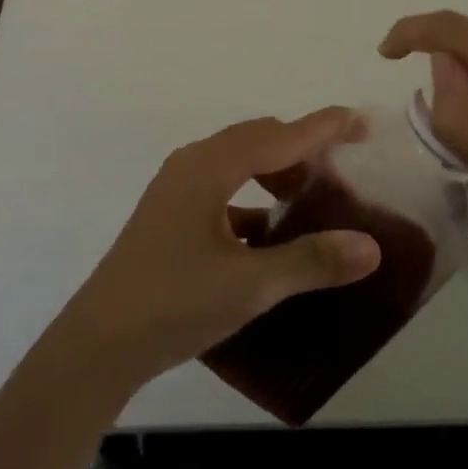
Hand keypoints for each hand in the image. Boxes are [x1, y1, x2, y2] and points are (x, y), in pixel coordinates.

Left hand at [56, 109, 381, 392]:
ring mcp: (177, 187)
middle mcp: (193, 163)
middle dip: (302, 148)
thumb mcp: (249, 285)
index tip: (361, 122)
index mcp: (211, 166)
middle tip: (341, 170)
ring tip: (309, 198)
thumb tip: (370, 247)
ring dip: (276, 171)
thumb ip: (310, 261)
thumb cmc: (173, 303)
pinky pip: (223, 185)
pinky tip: (270, 230)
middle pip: (259, 139)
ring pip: (239, 160)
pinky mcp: (171, 213)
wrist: (97, 345)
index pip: (280, 135)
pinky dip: (253, 195)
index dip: (324, 127)